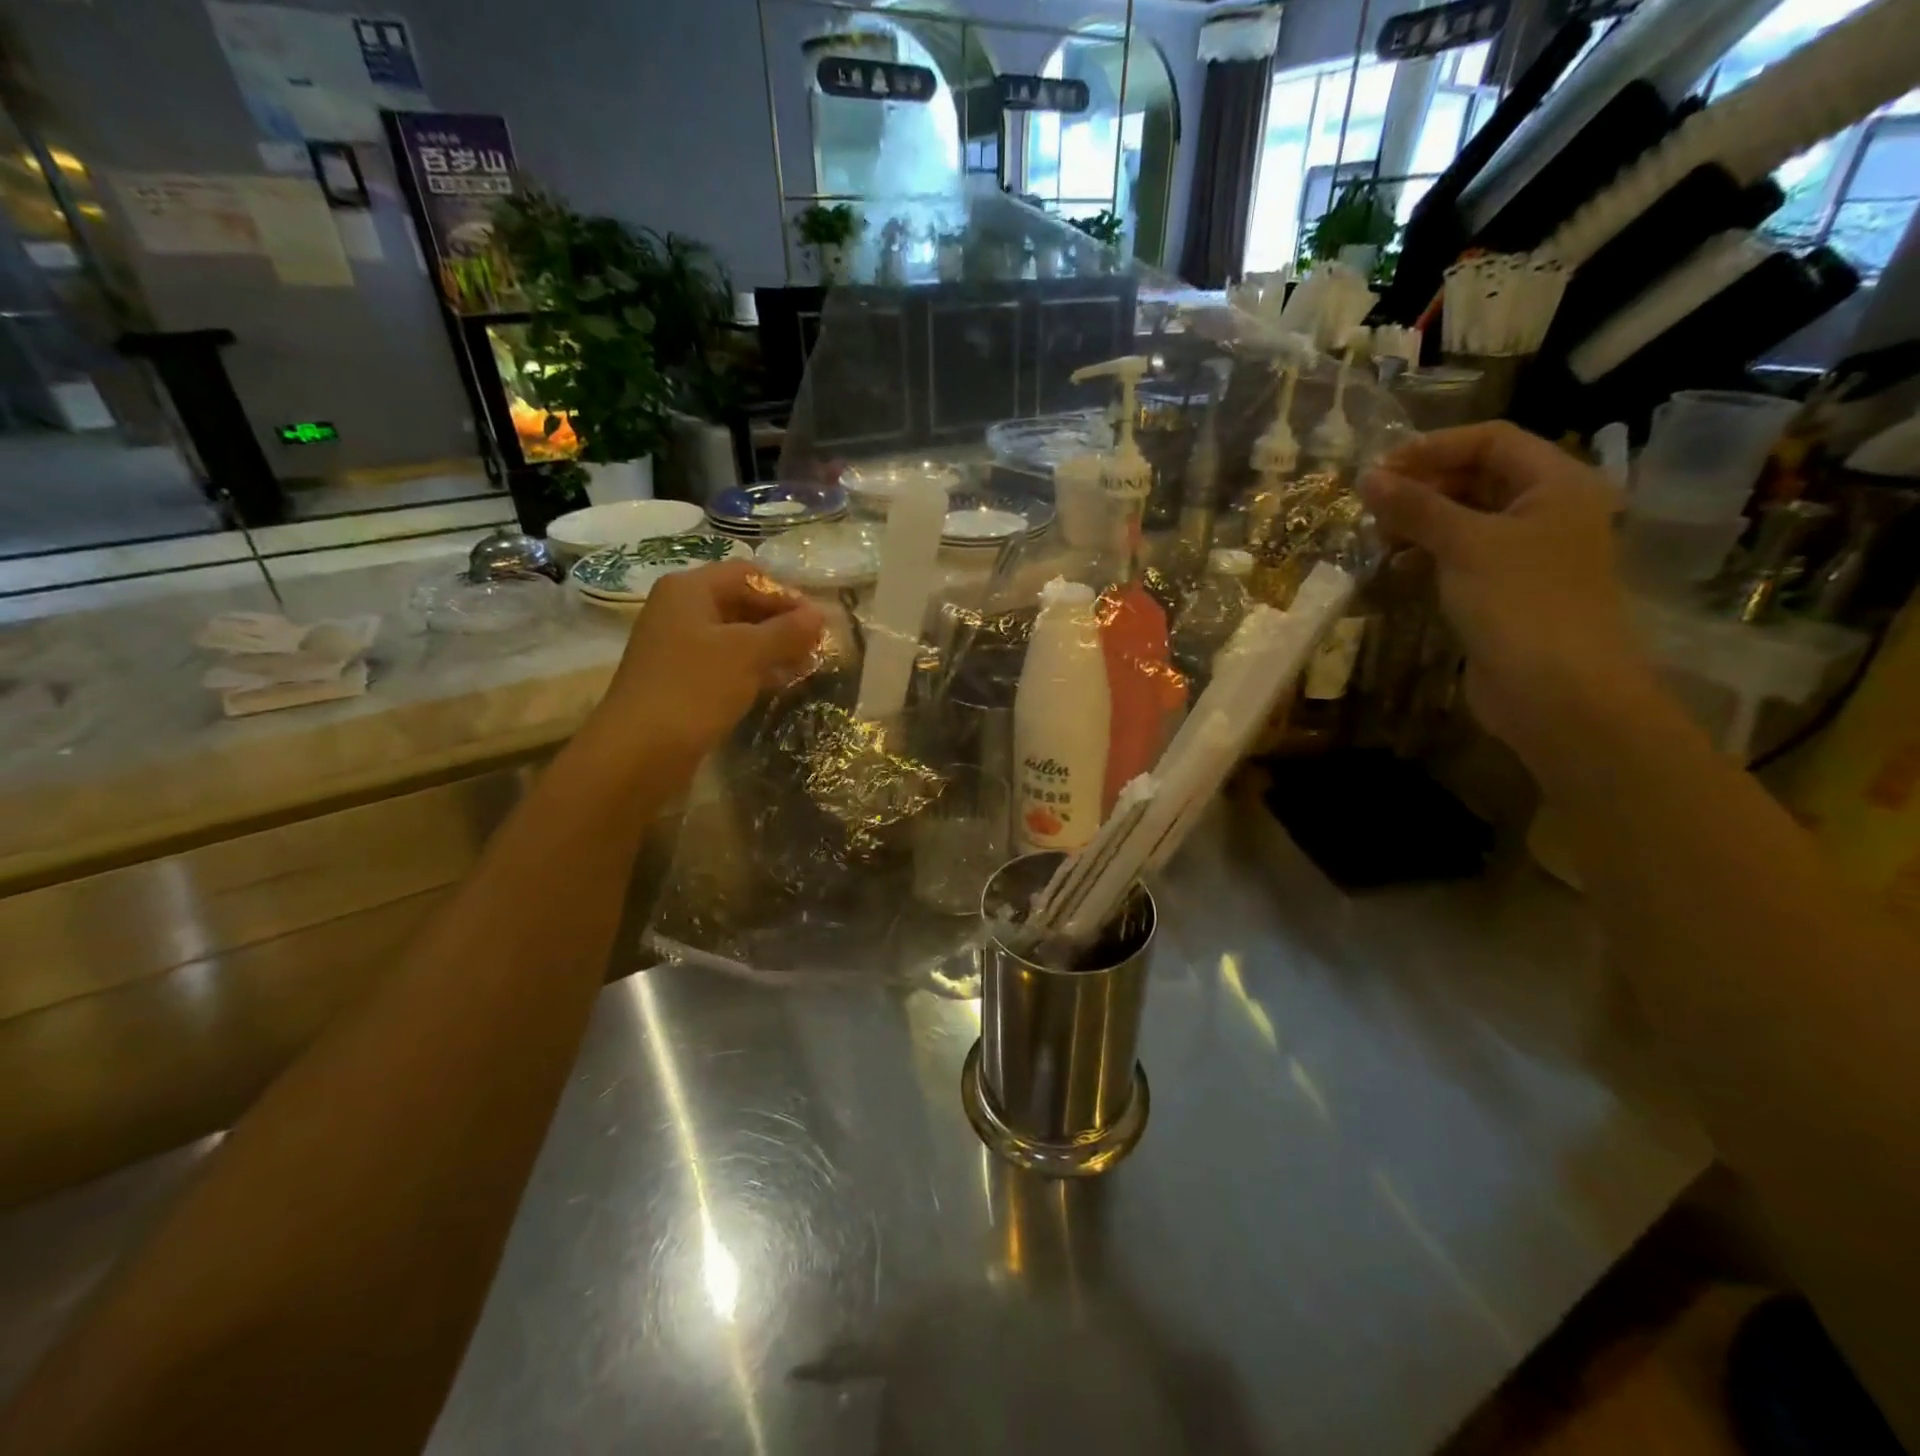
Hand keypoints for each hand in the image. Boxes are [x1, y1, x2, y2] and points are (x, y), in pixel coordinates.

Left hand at [592, 560, 823, 766]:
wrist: (640, 750)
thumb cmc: (695, 687)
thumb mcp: (749, 653)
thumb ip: (787, 630)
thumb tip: (820, 614)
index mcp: (689, 589)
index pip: (747, 575)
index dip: (785, 594)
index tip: (817, 622)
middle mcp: (679, 610)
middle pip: (740, 603)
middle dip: (780, 622)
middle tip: (815, 646)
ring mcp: (677, 647)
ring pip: (734, 636)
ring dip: (770, 648)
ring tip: (805, 666)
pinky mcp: (680, 680)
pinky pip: (724, 664)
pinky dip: (752, 669)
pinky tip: (778, 685)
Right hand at [1358, 423, 1652, 754]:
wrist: (1556, 691)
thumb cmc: (1520, 602)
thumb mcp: (1465, 544)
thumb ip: (1415, 507)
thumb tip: (1366, 477)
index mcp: (1557, 483)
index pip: (1491, 441)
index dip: (1433, 448)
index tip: (1378, 470)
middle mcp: (1547, 510)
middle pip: (1477, 478)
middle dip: (1422, 488)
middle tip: (1371, 507)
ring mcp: (1526, 554)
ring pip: (1465, 520)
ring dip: (1419, 524)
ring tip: (1378, 539)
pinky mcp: (1504, 591)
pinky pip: (1461, 558)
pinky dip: (1427, 557)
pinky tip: (1396, 570)